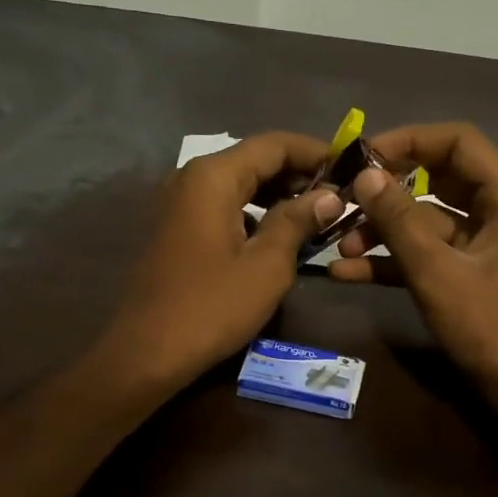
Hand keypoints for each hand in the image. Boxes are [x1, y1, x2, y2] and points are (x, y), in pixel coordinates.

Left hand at [100, 132, 339, 393]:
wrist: (147, 352)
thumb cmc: (211, 307)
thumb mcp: (266, 265)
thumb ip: (298, 221)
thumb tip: (329, 195)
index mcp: (213, 177)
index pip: (274, 144)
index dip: (316, 152)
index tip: (351, 168)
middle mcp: (191, 178)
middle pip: (254, 160)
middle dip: (299, 174)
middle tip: (339, 196)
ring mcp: (178, 204)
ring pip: (238, 184)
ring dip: (278, 194)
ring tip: (316, 216)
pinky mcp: (175, 229)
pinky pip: (223, 206)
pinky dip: (254, 213)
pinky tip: (278, 236)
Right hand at [329, 123, 497, 408]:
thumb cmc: (490, 327)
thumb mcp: (437, 272)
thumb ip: (399, 220)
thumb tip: (365, 175)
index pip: (458, 142)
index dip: (410, 140)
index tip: (363, 155)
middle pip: (437, 178)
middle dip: (388, 189)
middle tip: (343, 196)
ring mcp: (482, 243)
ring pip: (425, 219)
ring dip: (383, 230)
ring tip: (339, 246)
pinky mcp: (467, 272)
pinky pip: (426, 253)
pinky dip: (392, 260)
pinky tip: (347, 272)